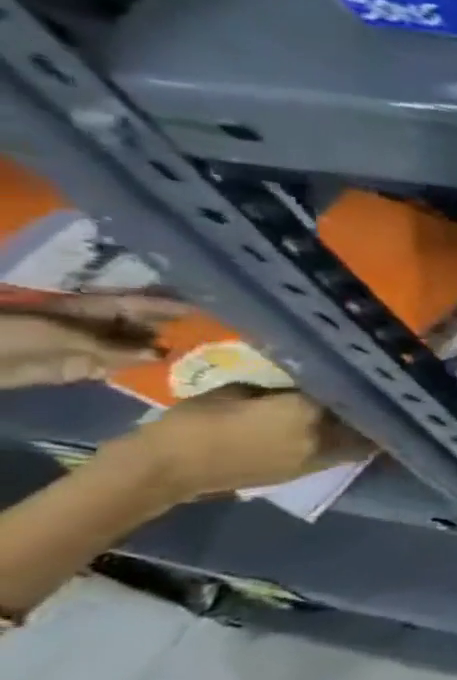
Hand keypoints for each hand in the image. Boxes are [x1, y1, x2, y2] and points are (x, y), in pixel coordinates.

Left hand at [0, 293, 190, 388]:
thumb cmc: (10, 334)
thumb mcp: (59, 334)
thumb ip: (110, 345)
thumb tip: (159, 353)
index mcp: (90, 310)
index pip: (138, 304)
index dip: (168, 306)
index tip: (204, 311)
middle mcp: (97, 326)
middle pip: (141, 326)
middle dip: (172, 330)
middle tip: (213, 339)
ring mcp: (90, 348)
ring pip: (134, 349)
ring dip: (161, 353)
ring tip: (200, 360)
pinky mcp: (82, 369)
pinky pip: (119, 369)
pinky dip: (142, 372)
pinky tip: (168, 375)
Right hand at [111, 387, 371, 501]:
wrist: (169, 468)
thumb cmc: (197, 421)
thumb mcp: (239, 390)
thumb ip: (280, 386)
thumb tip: (305, 383)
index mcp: (306, 411)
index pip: (346, 392)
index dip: (355, 382)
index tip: (363, 373)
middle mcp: (323, 435)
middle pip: (362, 418)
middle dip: (369, 406)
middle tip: (371, 394)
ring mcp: (318, 458)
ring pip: (359, 440)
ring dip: (365, 428)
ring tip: (366, 413)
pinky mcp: (308, 473)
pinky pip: (342, 454)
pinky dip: (350, 443)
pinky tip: (347, 431)